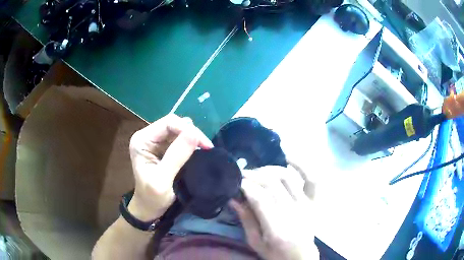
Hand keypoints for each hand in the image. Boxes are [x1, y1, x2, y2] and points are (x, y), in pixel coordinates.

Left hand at [128, 114, 212, 220]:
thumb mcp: (163, 179)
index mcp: (142, 140)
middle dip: (192, 133)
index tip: (205, 145)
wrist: (149, 208)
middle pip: (174, 124)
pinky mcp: (163, 148)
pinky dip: (191, 143)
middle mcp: (148, 137)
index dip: (188, 130)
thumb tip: (194, 133)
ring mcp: (155, 142)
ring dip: (193, 138)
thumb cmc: (152, 197)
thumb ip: (176, 156)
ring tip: (204, 149)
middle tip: (207, 147)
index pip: (168, 123)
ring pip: (179, 130)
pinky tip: (198, 151)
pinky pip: (180, 138)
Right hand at [230, 163, 318, 259]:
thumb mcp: (255, 242)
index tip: (235, 180)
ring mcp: (306, 205)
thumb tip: (233, 197)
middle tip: (243, 174)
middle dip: (254, 175)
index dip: (245, 185)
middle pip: (272, 184)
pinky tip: (288, 157)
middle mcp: (293, 213)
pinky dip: (301, 165)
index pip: (260, 198)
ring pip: (287, 177)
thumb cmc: (275, 253)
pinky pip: (311, 178)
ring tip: (258, 172)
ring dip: (269, 170)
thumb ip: (246, 219)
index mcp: (277, 229)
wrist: (300, 257)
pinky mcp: (314, 201)